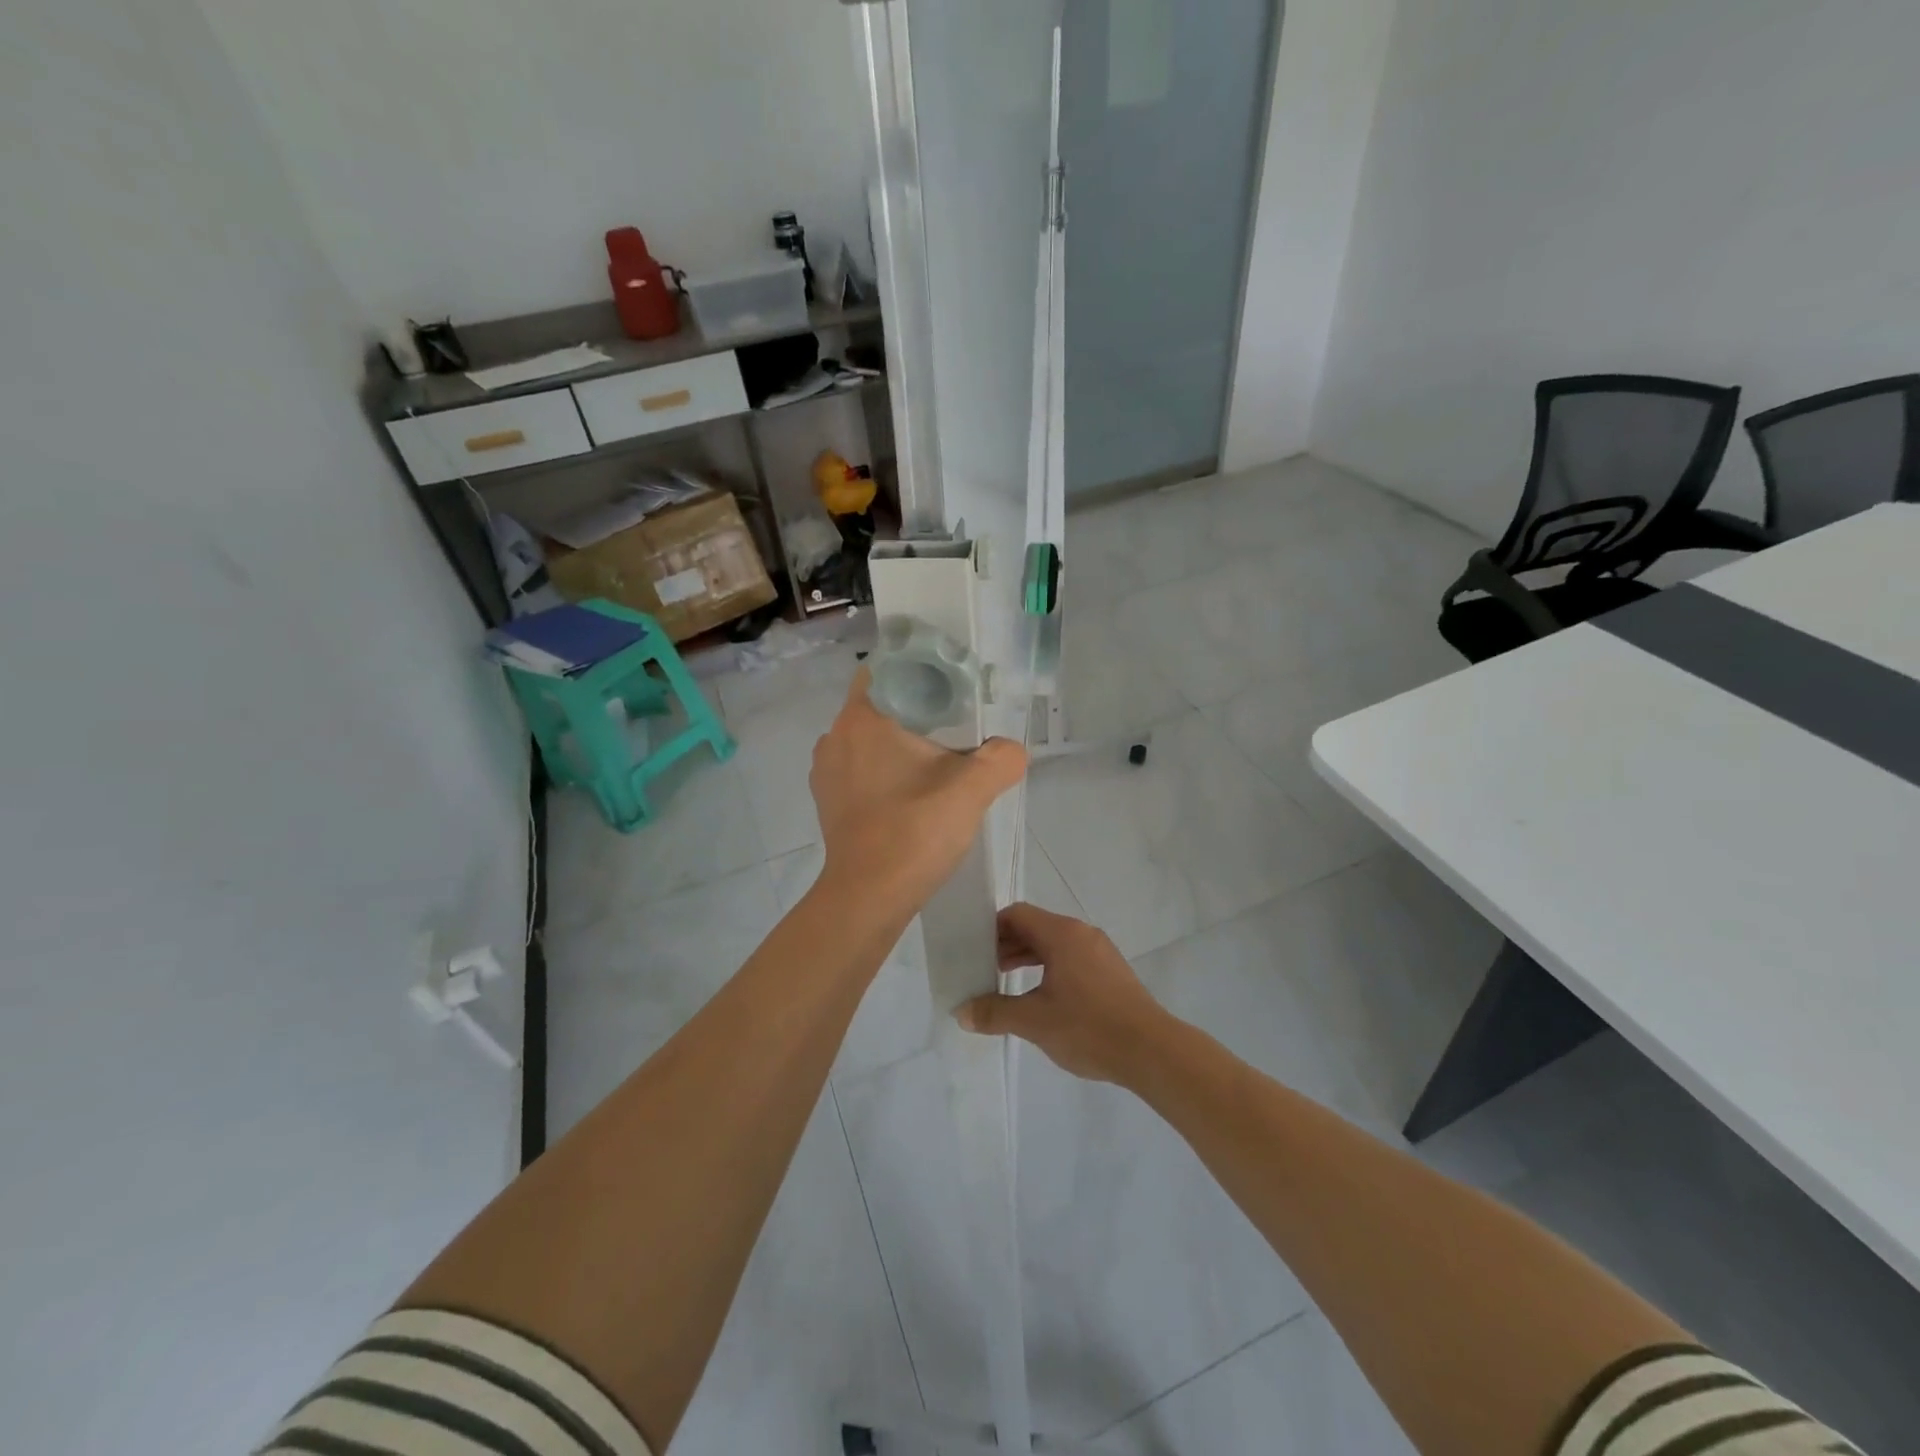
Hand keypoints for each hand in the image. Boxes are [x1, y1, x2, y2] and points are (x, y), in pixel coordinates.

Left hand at [810, 667, 1026, 914]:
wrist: (868, 898)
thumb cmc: (913, 833)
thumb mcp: (971, 791)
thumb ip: (1000, 759)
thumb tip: (1012, 749)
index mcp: (862, 718)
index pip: (886, 668)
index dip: (919, 670)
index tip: (951, 687)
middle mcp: (835, 736)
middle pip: (881, 704)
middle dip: (916, 710)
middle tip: (957, 725)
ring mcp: (826, 771)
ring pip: (869, 738)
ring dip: (899, 743)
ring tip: (937, 761)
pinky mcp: (828, 801)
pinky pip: (859, 768)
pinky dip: (884, 770)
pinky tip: (912, 792)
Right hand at [956, 903, 1172, 1084]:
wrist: (1151, 1050)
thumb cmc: (1088, 1027)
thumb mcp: (1034, 1021)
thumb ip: (995, 1012)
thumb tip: (962, 1012)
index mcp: (1062, 934)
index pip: (1017, 915)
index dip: (991, 929)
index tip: (972, 950)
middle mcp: (1081, 933)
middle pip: (1035, 927)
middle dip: (1006, 945)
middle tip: (983, 969)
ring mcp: (1100, 951)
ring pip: (1054, 944)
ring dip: (1027, 959)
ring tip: (1006, 984)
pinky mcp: (1111, 972)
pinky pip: (1071, 958)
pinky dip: (1049, 968)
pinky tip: (1041, 997)